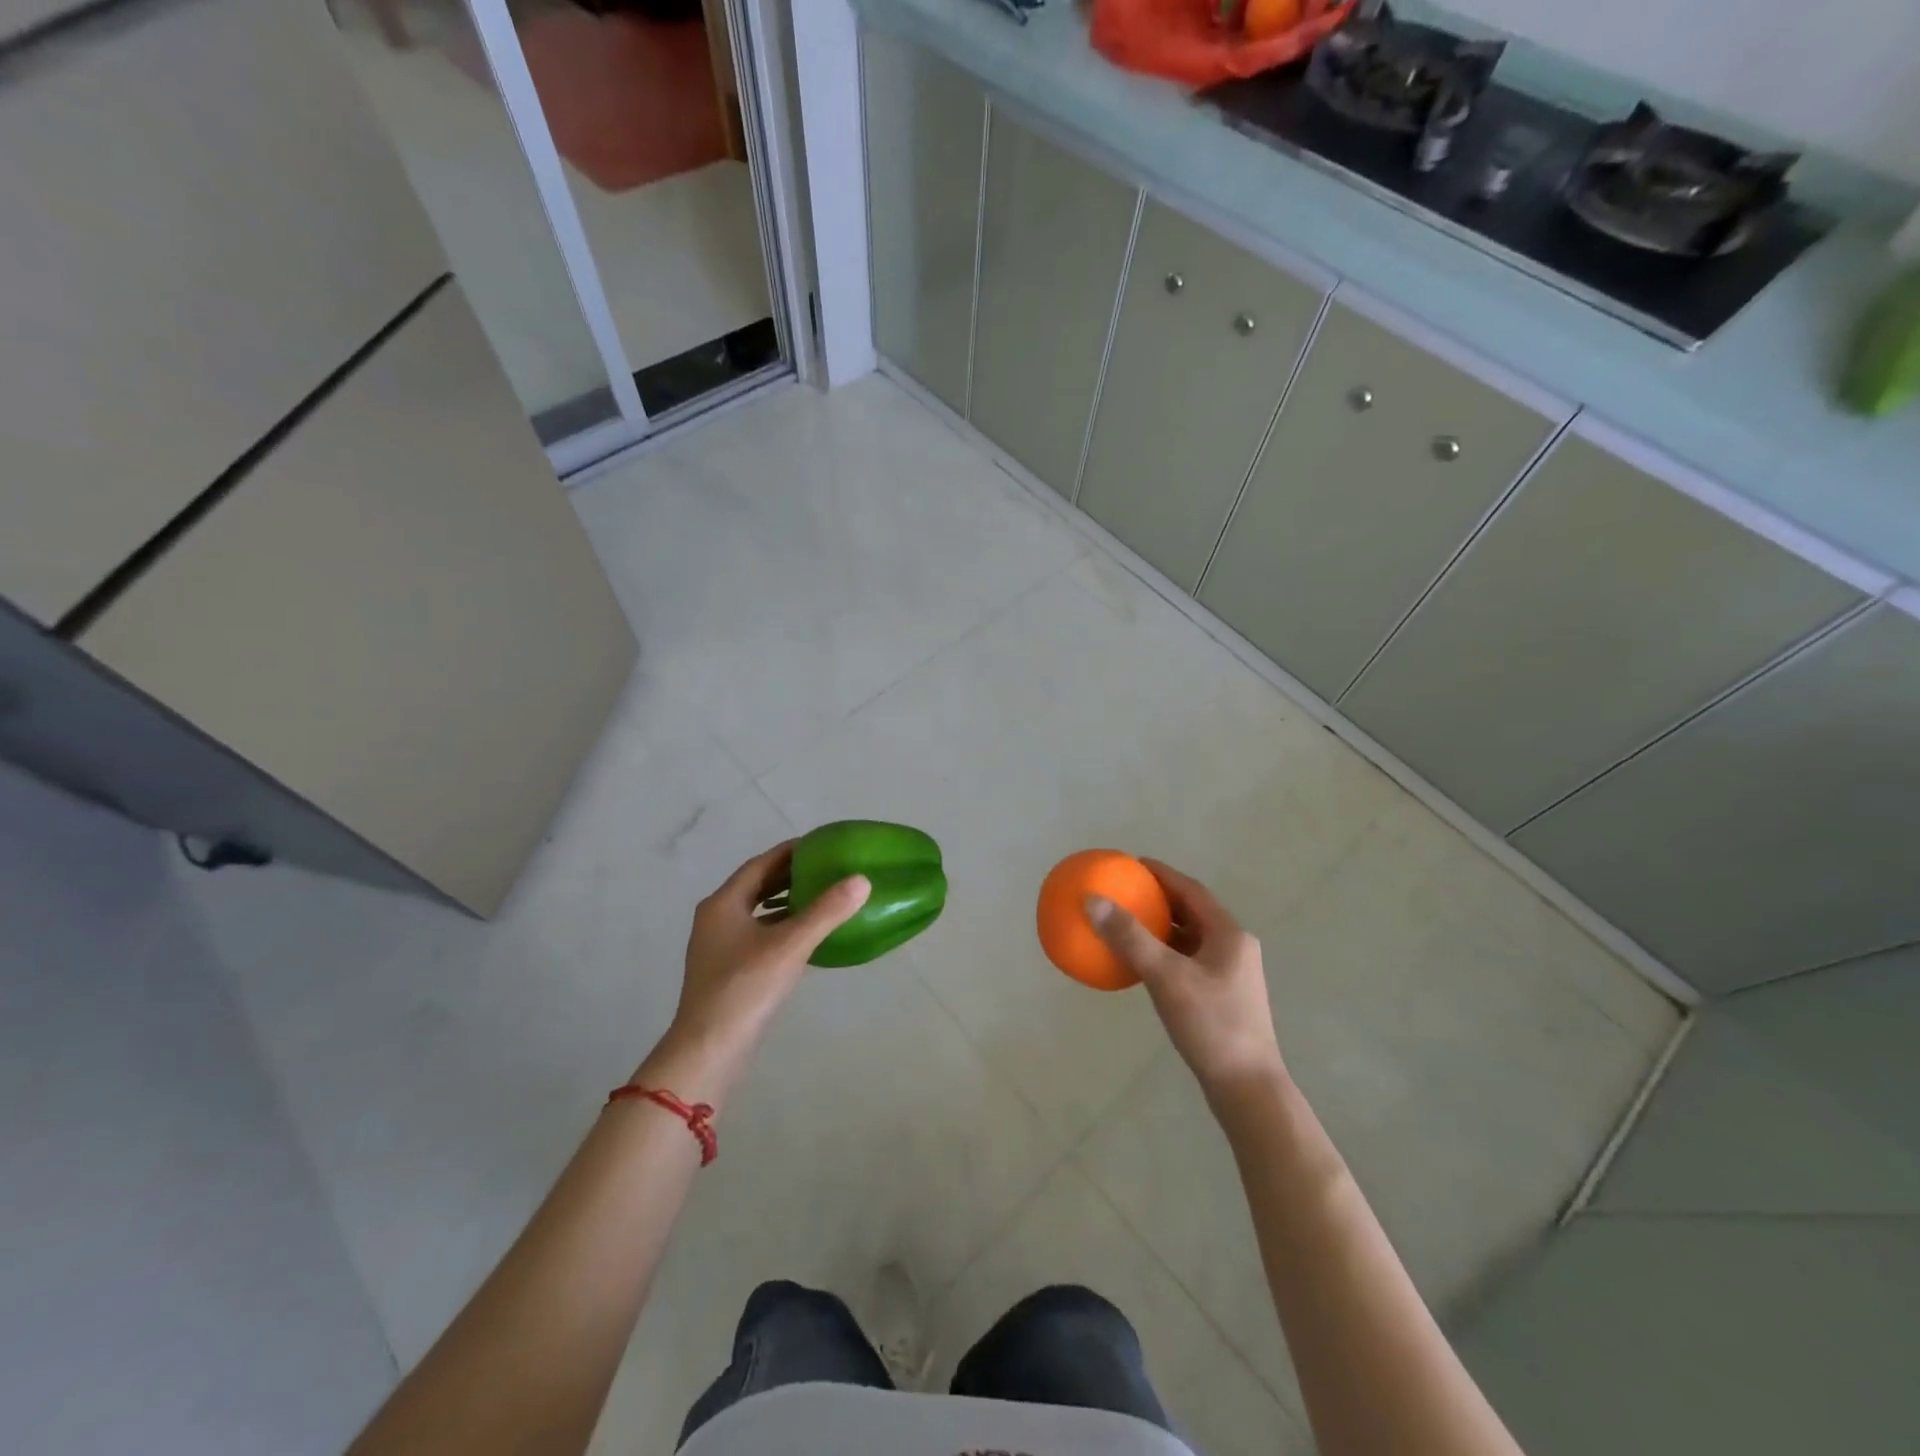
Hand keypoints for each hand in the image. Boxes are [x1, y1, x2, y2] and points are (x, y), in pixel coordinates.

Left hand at [636, 842, 869, 1105]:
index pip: (761, 864)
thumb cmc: (745, 989)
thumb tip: (861, 880)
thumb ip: (826, 911)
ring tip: (822, 895)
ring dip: (786, 901)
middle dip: (791, 875)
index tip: (822, 844)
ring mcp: (719, 946)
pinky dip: (782, 926)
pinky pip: (759, 934)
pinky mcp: (727, 970)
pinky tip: (807, 935)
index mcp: (724, 904)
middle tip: (828, 866)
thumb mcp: (790, 946)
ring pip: (758, 911)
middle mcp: (717, 918)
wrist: (709, 1050)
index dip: (791, 852)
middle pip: (757, 885)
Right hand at [1087, 860, 1286, 1104]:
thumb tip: (1092, 900)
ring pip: (1190, 938)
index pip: (1191, 890)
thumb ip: (1130, 937)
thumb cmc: (1211, 1025)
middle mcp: (1233, 948)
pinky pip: (1187, 961)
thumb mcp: (1166, 977)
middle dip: (1159, 899)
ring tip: (1127, 922)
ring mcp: (1230, 974)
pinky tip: (1140, 965)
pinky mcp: (1222, 997)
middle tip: (1125, 891)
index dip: (1161, 874)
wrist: (1247, 1088)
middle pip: (1192, 912)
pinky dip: (1164, 954)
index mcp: (1229, 934)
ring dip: (1161, 928)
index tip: (1132, 864)